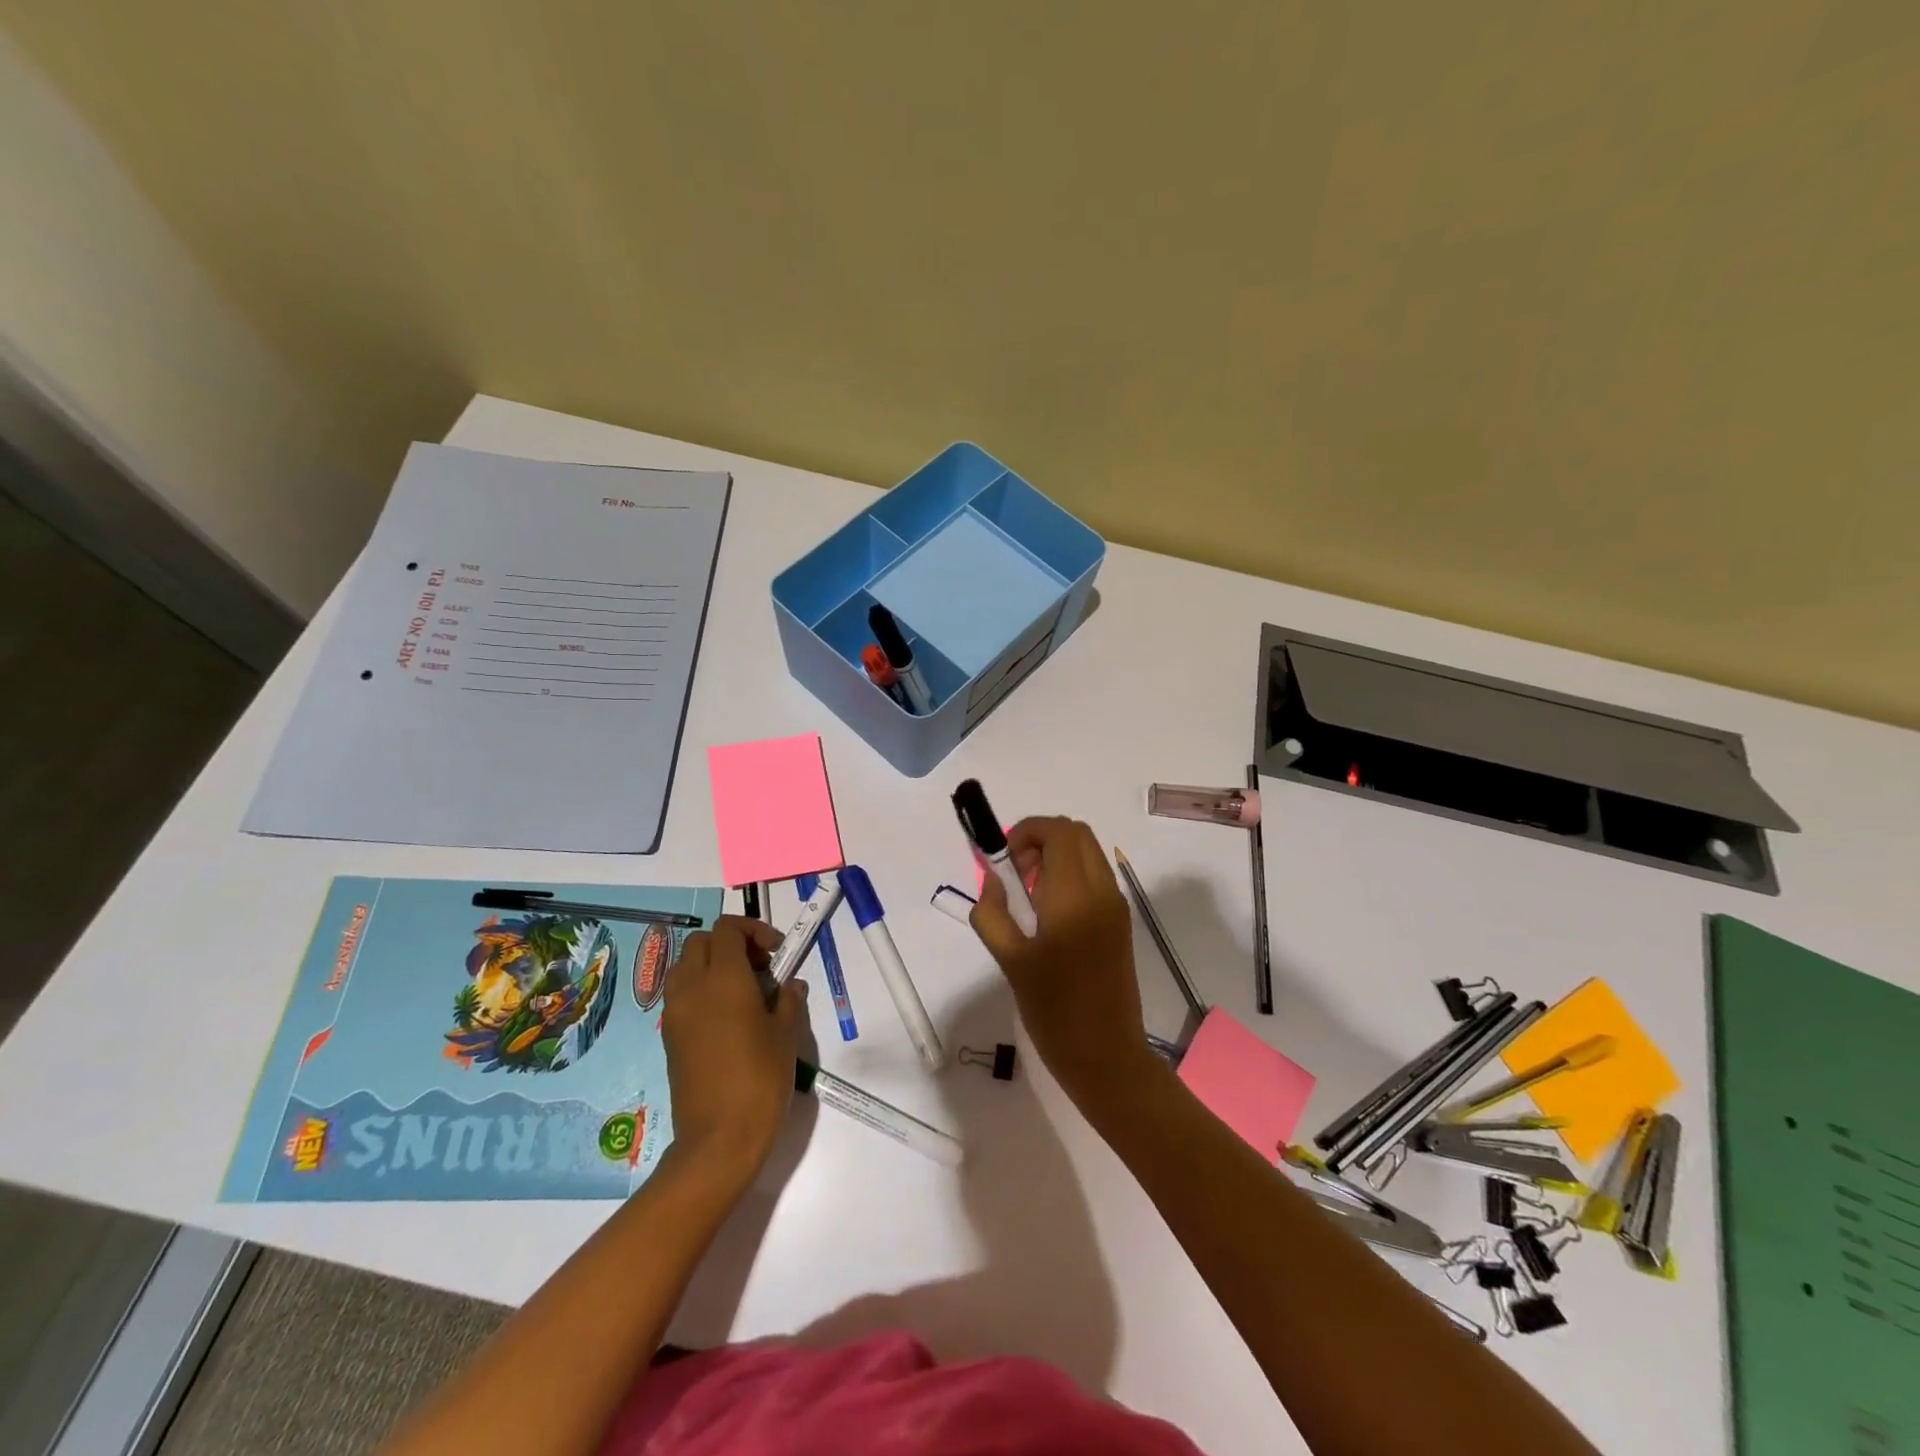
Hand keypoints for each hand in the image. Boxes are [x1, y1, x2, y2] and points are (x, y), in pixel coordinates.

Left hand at [661, 916, 806, 1184]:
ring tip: (741, 990)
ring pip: (684, 967)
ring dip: (710, 965)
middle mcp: (692, 988)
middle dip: (730, 944)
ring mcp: (675, 1013)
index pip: (727, 929)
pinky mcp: (669, 1037)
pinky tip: (726, 1018)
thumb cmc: (760, 1079)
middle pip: (701, 942)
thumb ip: (788, 1001)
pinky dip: (699, 990)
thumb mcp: (786, 1036)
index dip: (753, 930)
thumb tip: (790, 985)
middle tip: (759, 968)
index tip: (776, 952)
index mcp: (723, 979)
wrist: (718, 1139)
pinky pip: (679, 995)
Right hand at [970, 816, 1157, 1111]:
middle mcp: (1102, 891)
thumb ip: (992, 913)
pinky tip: (1049, 915)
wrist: (1107, 1057)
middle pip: (1076, 832)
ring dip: (1056, 856)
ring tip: (1029, 896)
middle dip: (1040, 840)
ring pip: (1088, 852)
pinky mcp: (1121, 922)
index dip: (1025, 832)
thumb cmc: (1054, 1012)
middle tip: (1015, 876)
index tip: (1002, 862)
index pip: (1057, 830)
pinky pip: (1095, 876)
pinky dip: (1070, 875)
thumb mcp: (1010, 961)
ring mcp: (1116, 906)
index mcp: (1074, 896)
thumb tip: (992, 881)